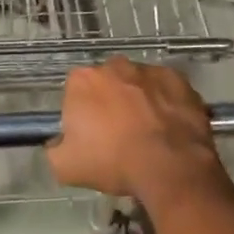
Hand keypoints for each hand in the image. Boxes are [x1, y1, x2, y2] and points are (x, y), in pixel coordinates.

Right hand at [48, 58, 225, 205]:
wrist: (170, 166)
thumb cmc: (113, 162)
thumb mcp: (65, 167)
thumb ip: (55, 149)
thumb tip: (58, 143)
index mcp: (82, 80)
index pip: (75, 91)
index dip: (82, 114)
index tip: (90, 136)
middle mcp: (114, 66)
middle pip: (107, 83)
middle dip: (110, 102)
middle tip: (118, 134)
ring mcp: (149, 70)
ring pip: (137, 83)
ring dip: (138, 101)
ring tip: (148, 133)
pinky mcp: (178, 79)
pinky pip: (165, 89)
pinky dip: (165, 103)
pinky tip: (169, 127)